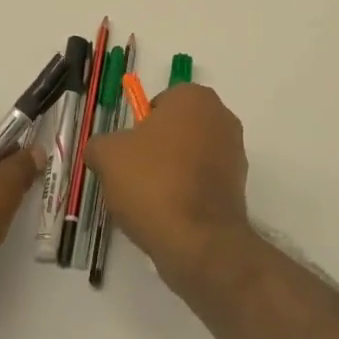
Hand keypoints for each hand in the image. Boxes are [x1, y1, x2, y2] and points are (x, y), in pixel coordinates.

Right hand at [83, 84, 251, 292]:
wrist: (198, 241)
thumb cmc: (153, 182)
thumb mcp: (107, 155)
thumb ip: (100, 143)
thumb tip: (101, 150)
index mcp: (194, 97)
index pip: (159, 102)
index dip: (138, 127)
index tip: (127, 153)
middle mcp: (221, 117)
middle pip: (176, 129)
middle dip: (155, 149)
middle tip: (134, 176)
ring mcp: (235, 152)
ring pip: (189, 156)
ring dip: (171, 172)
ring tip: (149, 201)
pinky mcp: (239, 186)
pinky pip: (202, 182)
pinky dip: (187, 193)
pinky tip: (169, 216)